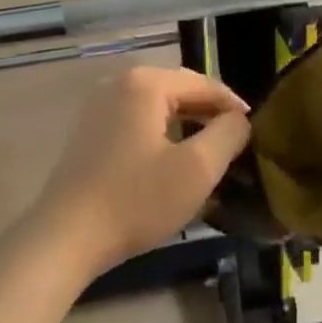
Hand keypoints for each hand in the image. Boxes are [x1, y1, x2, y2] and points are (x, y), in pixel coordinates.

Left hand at [27, 64, 250, 274]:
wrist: (65, 239)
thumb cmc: (136, 200)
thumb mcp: (198, 169)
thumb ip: (229, 134)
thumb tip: (239, 120)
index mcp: (146, 83)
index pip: (206, 85)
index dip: (235, 108)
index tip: (256, 134)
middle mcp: (119, 84)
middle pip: (181, 93)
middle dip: (211, 117)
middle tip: (236, 146)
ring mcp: (99, 109)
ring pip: (159, 110)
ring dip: (187, 128)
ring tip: (210, 156)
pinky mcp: (89, 134)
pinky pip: (138, 125)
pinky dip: (162, 138)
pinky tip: (172, 165)